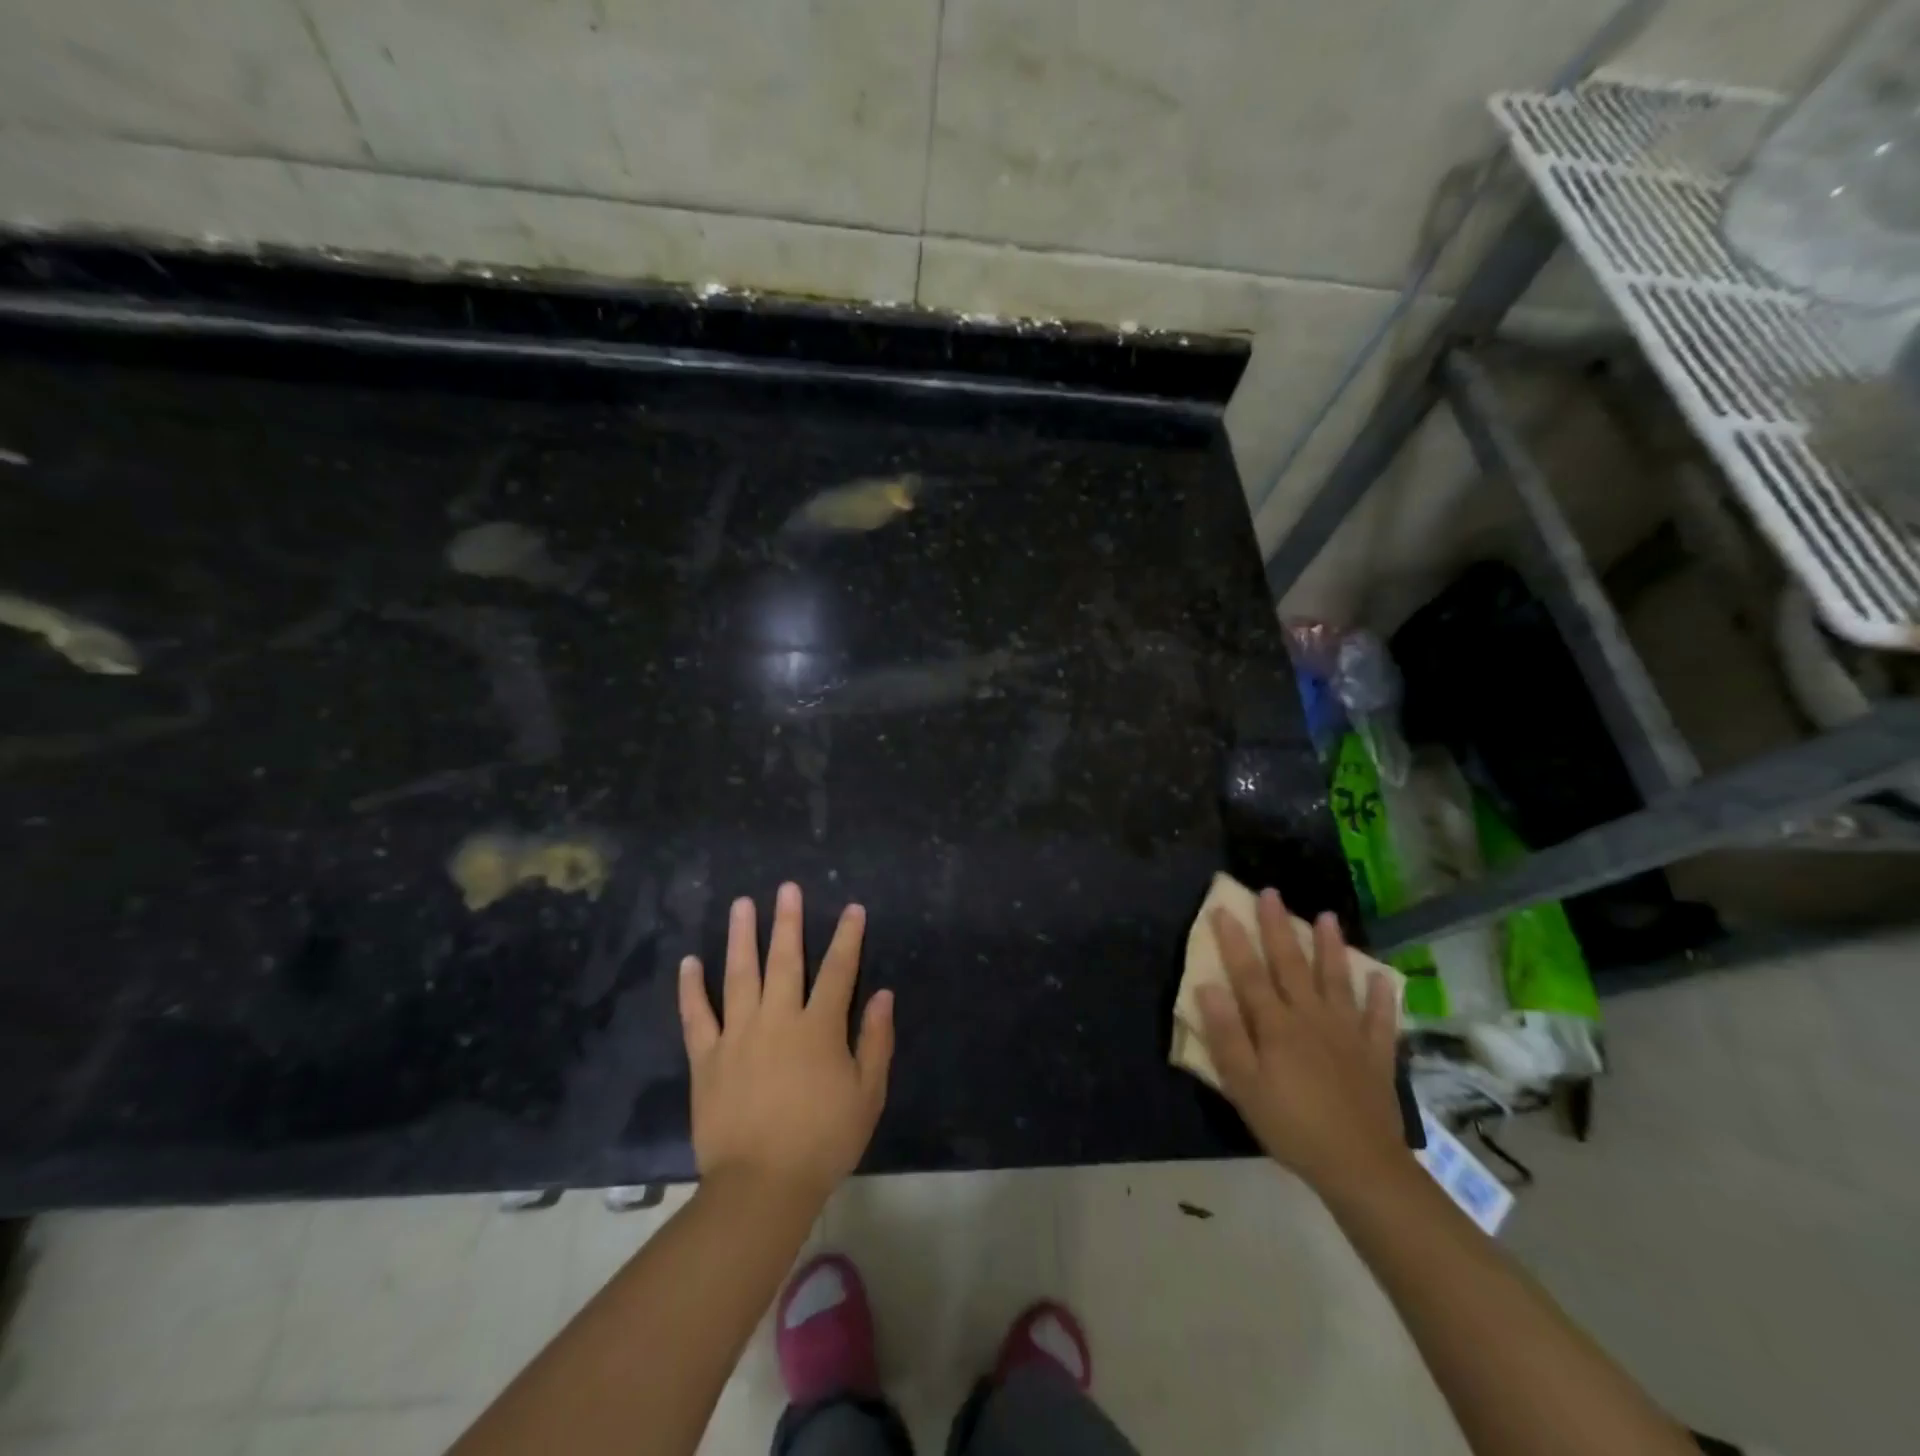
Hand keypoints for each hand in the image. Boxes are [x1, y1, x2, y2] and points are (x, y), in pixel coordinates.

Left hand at [679, 882, 893, 1207]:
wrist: (761, 1185)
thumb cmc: (823, 1141)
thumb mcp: (867, 1094)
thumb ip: (875, 1041)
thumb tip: (882, 995)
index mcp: (819, 1028)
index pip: (838, 971)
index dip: (847, 937)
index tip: (852, 909)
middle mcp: (778, 1019)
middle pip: (784, 960)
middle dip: (788, 921)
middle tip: (786, 888)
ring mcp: (738, 1035)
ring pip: (739, 975)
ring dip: (741, 937)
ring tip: (741, 905)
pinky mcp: (707, 1057)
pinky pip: (696, 1016)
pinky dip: (690, 988)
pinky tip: (689, 962)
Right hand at [1195, 888, 1407, 1197]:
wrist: (1361, 1167)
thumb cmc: (1292, 1126)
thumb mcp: (1244, 1086)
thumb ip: (1226, 1034)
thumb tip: (1207, 985)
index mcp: (1276, 1025)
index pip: (1249, 973)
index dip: (1234, 941)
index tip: (1223, 908)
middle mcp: (1311, 1017)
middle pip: (1291, 964)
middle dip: (1278, 927)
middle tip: (1271, 892)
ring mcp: (1348, 1033)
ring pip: (1336, 980)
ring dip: (1330, 947)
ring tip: (1326, 916)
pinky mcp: (1376, 1054)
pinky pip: (1380, 1018)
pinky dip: (1381, 996)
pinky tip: (1382, 977)